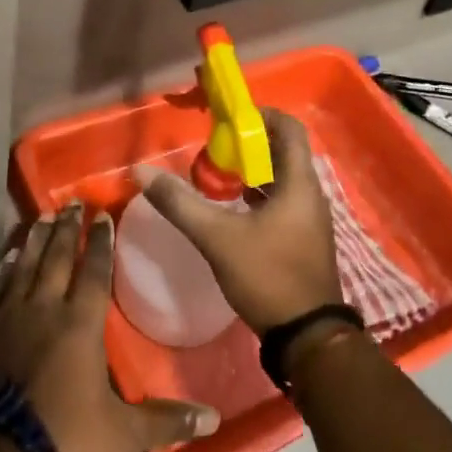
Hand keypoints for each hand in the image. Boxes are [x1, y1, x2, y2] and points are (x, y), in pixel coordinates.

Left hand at [0, 203, 220, 451]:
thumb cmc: (60, 436)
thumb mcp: (120, 433)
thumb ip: (165, 421)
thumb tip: (214, 419)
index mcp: (80, 324)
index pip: (94, 271)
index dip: (101, 242)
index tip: (102, 215)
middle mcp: (44, 308)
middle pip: (58, 258)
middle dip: (67, 228)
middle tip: (72, 202)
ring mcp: (6, 315)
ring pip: (25, 265)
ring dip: (36, 239)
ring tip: (42, 215)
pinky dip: (3, 269)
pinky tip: (7, 259)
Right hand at [132, 109, 342, 332]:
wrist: (306, 336)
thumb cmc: (268, 276)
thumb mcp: (217, 238)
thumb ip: (180, 203)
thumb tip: (141, 172)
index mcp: (299, 184)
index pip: (289, 128)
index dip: (261, 115)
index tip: (228, 117)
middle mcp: (310, 195)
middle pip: (283, 152)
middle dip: (248, 145)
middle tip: (213, 147)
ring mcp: (309, 219)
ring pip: (281, 179)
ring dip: (252, 171)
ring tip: (216, 175)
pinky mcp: (303, 239)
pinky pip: (281, 202)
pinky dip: (258, 195)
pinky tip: (231, 208)